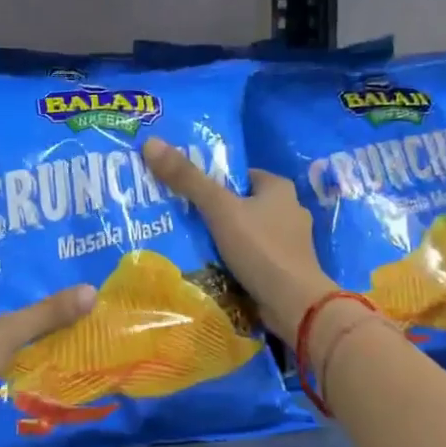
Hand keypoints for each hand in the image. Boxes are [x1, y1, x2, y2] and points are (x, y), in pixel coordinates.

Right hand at [141, 138, 335, 342]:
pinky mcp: (285, 270)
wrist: (294, 304)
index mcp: (279, 188)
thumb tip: (151, 142)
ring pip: (248, 233)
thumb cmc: (260, 248)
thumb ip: (187, 179)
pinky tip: (213, 268)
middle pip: (242, 204)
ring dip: (225, 238)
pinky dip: (236, 261)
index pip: (240, 175)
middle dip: (216, 211)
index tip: (185, 191)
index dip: (213, 181)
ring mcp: (289, 243)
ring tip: (190, 244)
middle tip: (180, 218)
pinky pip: (253, 257)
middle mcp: (289, 211)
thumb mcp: (220, 209)